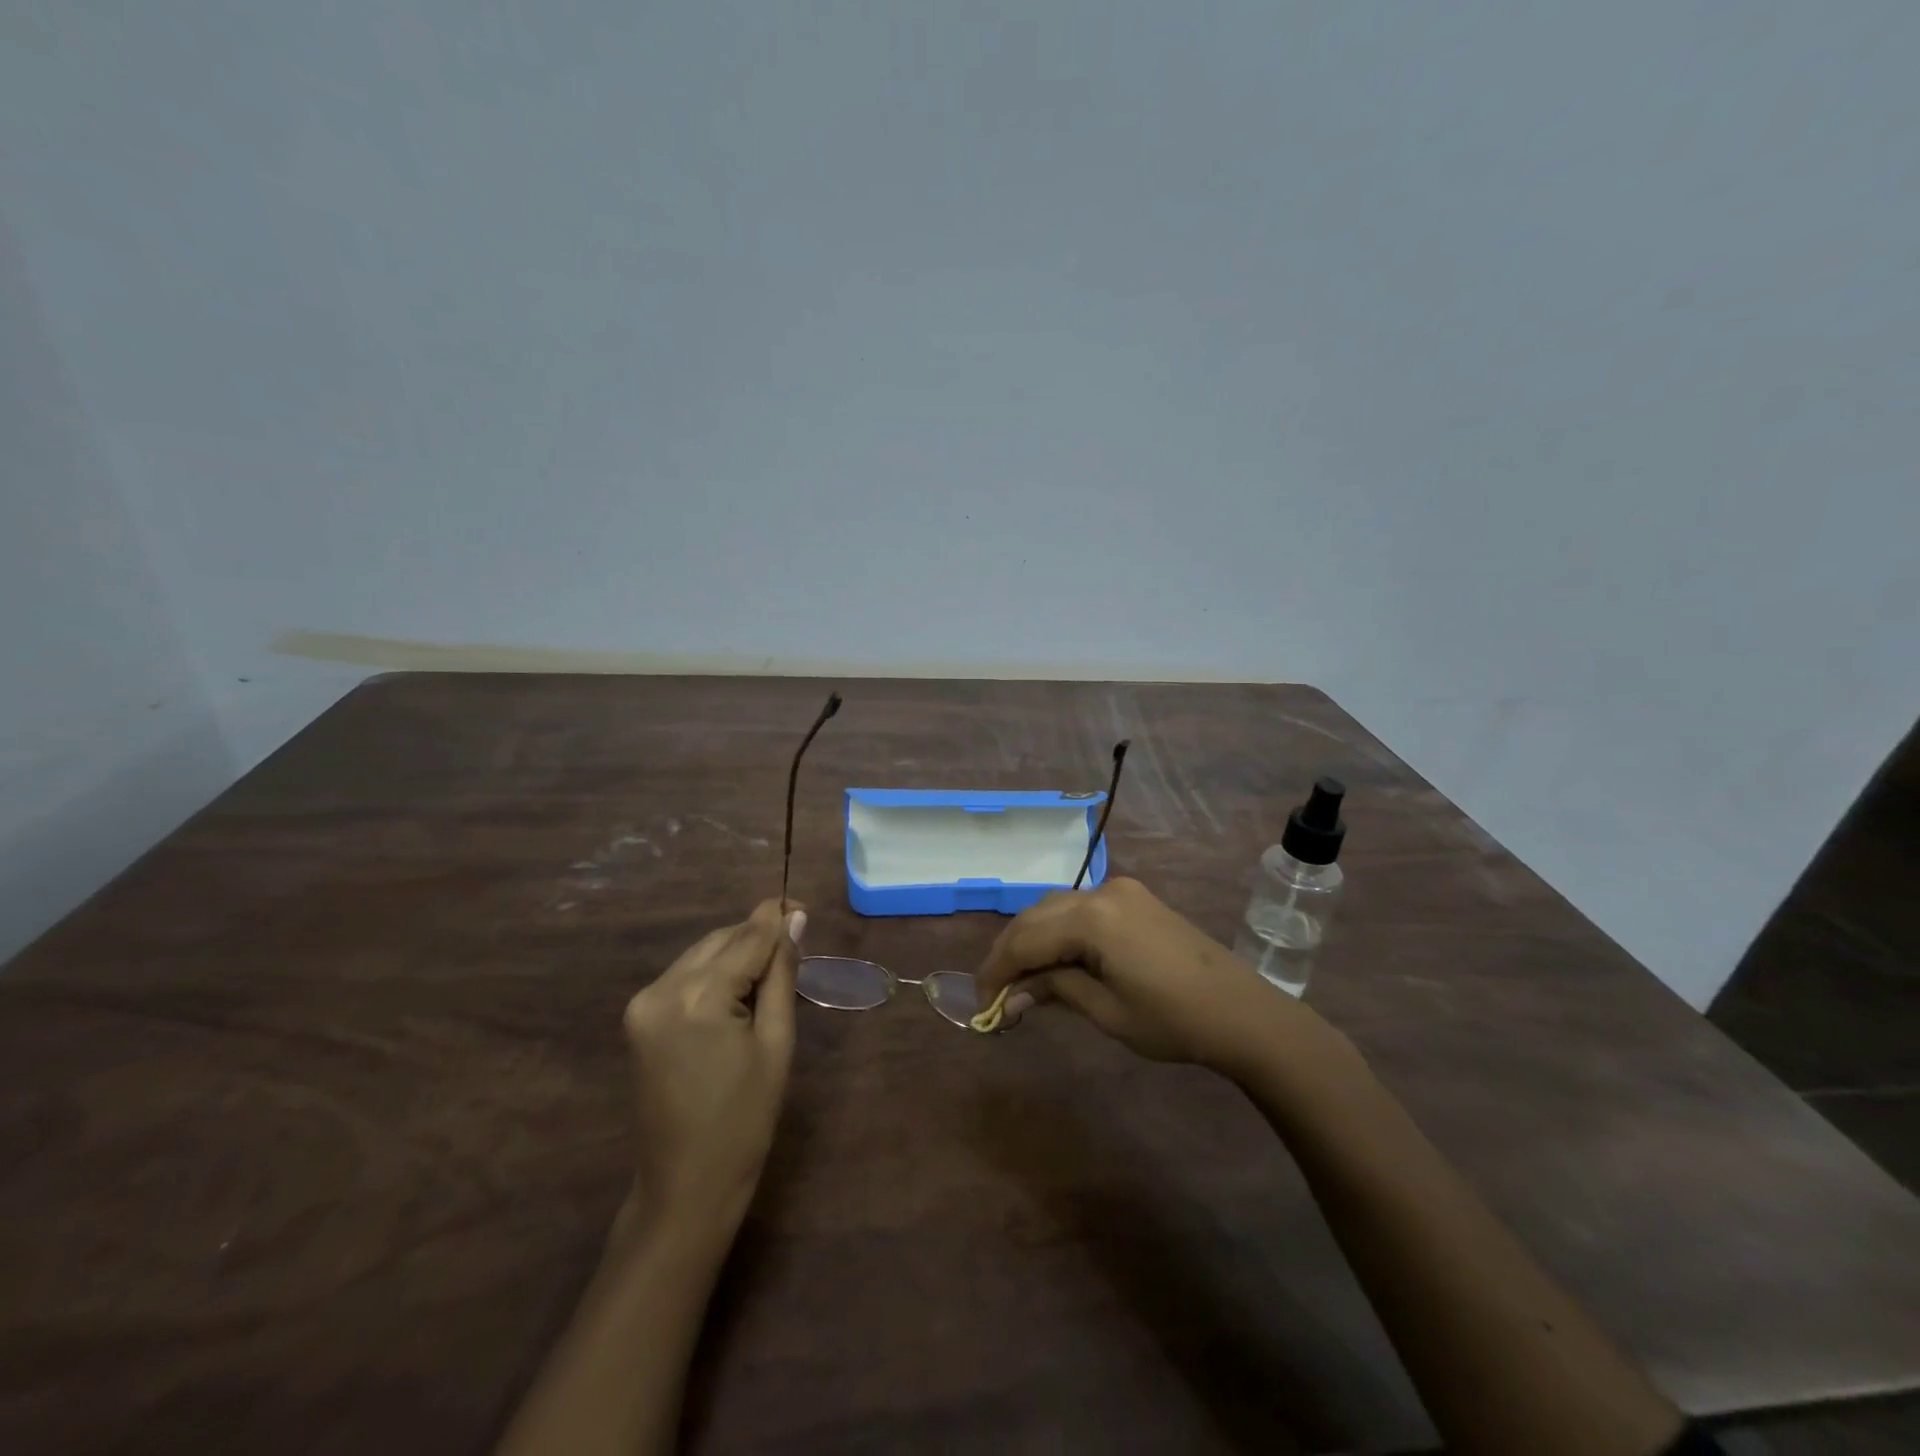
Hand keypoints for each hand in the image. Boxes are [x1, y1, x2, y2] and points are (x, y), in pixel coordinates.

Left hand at [620, 899, 804, 1239]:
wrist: (684, 1187)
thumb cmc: (744, 1120)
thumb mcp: (776, 1043)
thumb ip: (781, 975)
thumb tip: (794, 921)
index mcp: (697, 997)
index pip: (747, 938)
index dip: (777, 918)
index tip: (803, 905)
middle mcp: (661, 989)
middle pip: (720, 940)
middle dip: (756, 935)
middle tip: (795, 939)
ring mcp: (642, 1004)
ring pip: (701, 954)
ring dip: (735, 952)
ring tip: (771, 967)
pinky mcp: (638, 1018)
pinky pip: (684, 976)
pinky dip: (714, 972)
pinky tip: (738, 988)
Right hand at [974, 877, 1300, 1073]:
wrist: (1243, 1012)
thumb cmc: (1173, 1020)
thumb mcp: (1106, 1011)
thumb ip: (1054, 990)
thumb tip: (1011, 996)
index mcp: (1093, 918)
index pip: (1025, 938)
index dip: (997, 970)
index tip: (982, 1003)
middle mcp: (1102, 892)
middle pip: (1036, 916)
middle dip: (1010, 952)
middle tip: (995, 993)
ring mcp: (1121, 891)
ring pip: (1056, 908)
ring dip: (1033, 939)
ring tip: (1021, 980)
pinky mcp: (1135, 898)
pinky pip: (1081, 909)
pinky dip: (1060, 931)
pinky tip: (1055, 960)